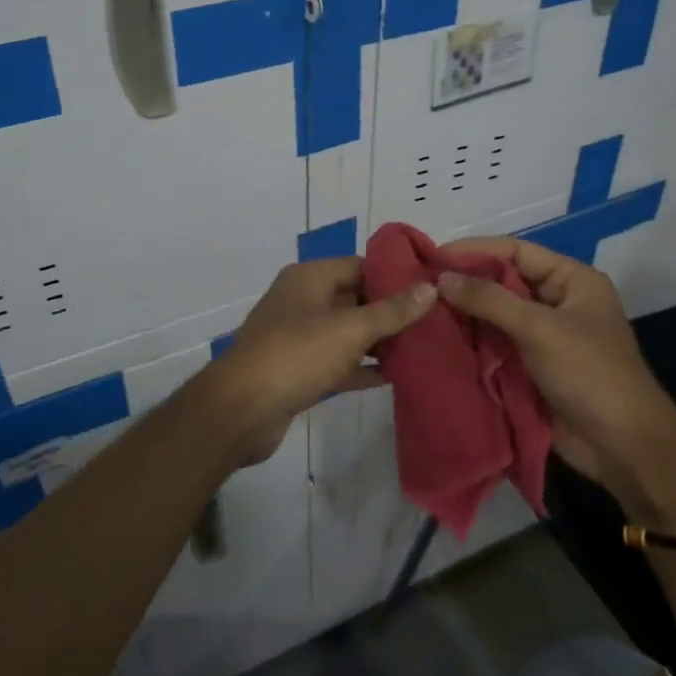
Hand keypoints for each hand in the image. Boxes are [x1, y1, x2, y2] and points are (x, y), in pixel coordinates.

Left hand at [199, 258, 436, 467]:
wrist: (242, 409)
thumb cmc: (297, 355)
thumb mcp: (350, 329)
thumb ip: (392, 311)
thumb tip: (430, 288)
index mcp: (309, 278)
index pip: (359, 265)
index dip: (394, 275)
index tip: (429, 288)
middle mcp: (302, 301)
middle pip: (354, 298)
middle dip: (390, 311)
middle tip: (433, 322)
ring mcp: (298, 337)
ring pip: (346, 333)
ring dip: (378, 341)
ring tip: (422, 349)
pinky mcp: (298, 371)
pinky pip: (337, 363)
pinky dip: (361, 368)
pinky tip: (395, 377)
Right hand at [436, 238, 666, 491]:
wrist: (623, 448)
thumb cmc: (590, 374)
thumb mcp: (540, 329)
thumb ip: (489, 300)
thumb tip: (440, 277)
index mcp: (571, 280)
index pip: (515, 252)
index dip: (474, 251)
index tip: (432, 256)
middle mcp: (556, 302)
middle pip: (503, 283)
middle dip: (464, 284)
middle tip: (419, 285)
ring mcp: (544, 337)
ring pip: (495, 316)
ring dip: (464, 315)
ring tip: (422, 311)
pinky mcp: (531, 369)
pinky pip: (495, 346)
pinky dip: (471, 343)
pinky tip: (439, 340)